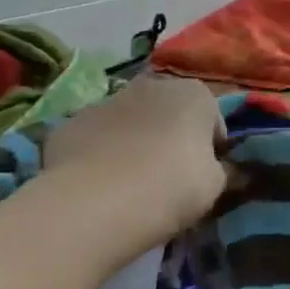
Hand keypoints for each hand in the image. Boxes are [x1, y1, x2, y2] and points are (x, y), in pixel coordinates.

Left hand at [43, 76, 227, 243]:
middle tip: (172, 176)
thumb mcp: (215, 185)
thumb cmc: (173, 186)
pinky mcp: (69, 124)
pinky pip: (96, 139)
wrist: (96, 203)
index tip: (206, 175)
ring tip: (133, 184)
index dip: (213, 149)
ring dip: (136, 143)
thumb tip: (219, 168)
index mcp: (195, 94)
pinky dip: (100, 155)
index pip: (214, 121)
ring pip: (130, 122)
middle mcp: (151, 86)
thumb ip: (221, 170)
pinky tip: (100, 185)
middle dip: (173, 137)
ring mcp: (105, 101)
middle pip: (170, 113)